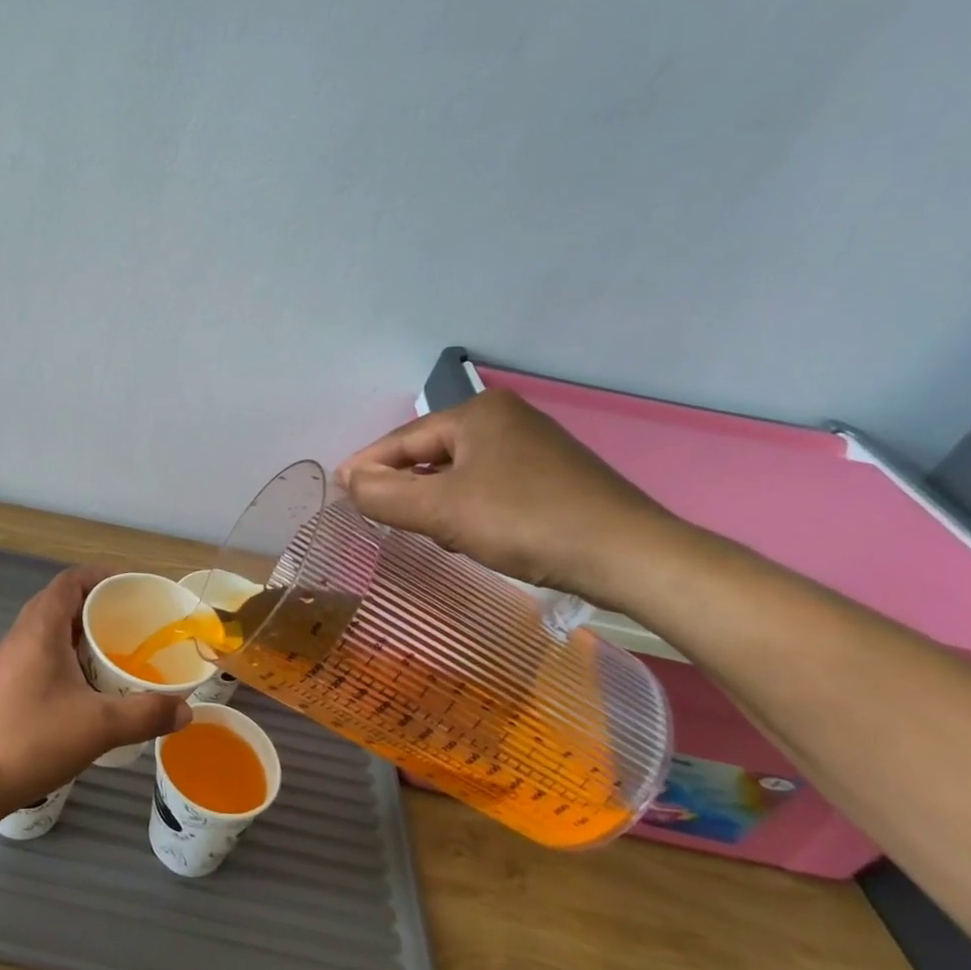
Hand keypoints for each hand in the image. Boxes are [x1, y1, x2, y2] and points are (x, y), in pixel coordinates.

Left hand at [0, 567, 192, 820]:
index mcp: (39, 629)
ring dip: (75, 636)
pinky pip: (33, 657)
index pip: (70, 581)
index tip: (131, 588)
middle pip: (58, 603)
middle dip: (94, 608)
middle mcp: (17, 636)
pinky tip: (76, 693)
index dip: (101, 576)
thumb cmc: (32, 741)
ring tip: (107, 658)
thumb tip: (186, 710)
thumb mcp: (99, 727)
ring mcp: (1, 663)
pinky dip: (59, 659)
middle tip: (128, 626)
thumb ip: (146, 714)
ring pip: (43, 633)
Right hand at [334, 390, 680, 609]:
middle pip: (430, 453)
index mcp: (477, 412)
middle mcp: (505, 418)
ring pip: (459, 471)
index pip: (402, 439)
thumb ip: (384, 494)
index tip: (339, 492)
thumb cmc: (525, 522)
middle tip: (378, 516)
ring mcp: (534, 446)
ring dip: (434, 499)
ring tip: (421, 528)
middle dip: (403, 485)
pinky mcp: (554, 476)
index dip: (366, 467)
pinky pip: (488, 484)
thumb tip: (347, 480)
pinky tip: (468, 532)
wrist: (632, 557)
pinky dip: (467, 505)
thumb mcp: (441, 510)